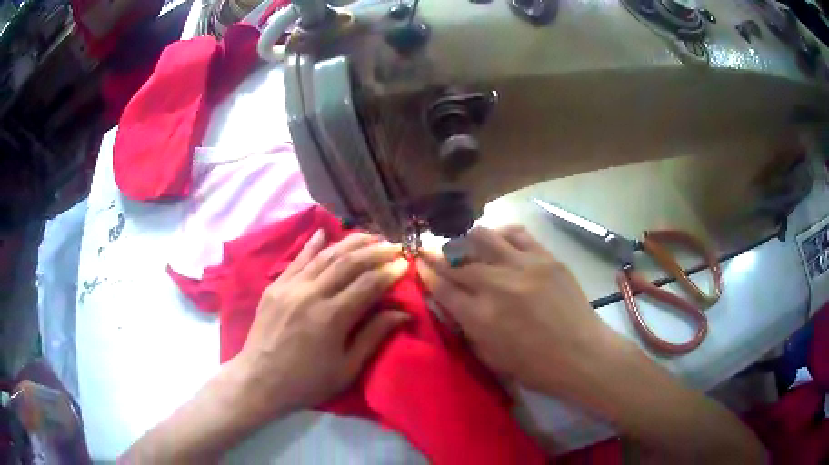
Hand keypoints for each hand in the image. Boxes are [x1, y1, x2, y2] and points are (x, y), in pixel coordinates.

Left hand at [234, 230, 409, 421]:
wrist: (260, 380)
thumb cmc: (307, 381)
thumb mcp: (347, 369)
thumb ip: (373, 336)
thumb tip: (402, 312)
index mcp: (332, 318)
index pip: (368, 284)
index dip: (389, 272)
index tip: (405, 264)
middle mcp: (311, 294)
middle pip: (348, 263)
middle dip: (375, 251)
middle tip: (394, 246)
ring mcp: (290, 287)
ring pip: (325, 256)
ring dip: (350, 243)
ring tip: (370, 236)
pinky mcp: (275, 286)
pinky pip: (297, 260)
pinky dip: (312, 245)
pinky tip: (324, 233)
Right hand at [417, 226, 614, 393]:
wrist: (582, 355)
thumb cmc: (535, 367)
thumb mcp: (490, 357)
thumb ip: (467, 328)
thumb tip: (452, 303)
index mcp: (480, 317)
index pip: (442, 286)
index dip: (426, 272)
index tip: (418, 263)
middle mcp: (496, 285)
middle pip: (456, 260)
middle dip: (437, 254)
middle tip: (430, 250)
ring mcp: (523, 266)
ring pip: (483, 236)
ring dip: (466, 239)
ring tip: (465, 244)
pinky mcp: (546, 257)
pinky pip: (516, 233)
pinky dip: (501, 234)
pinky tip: (498, 241)